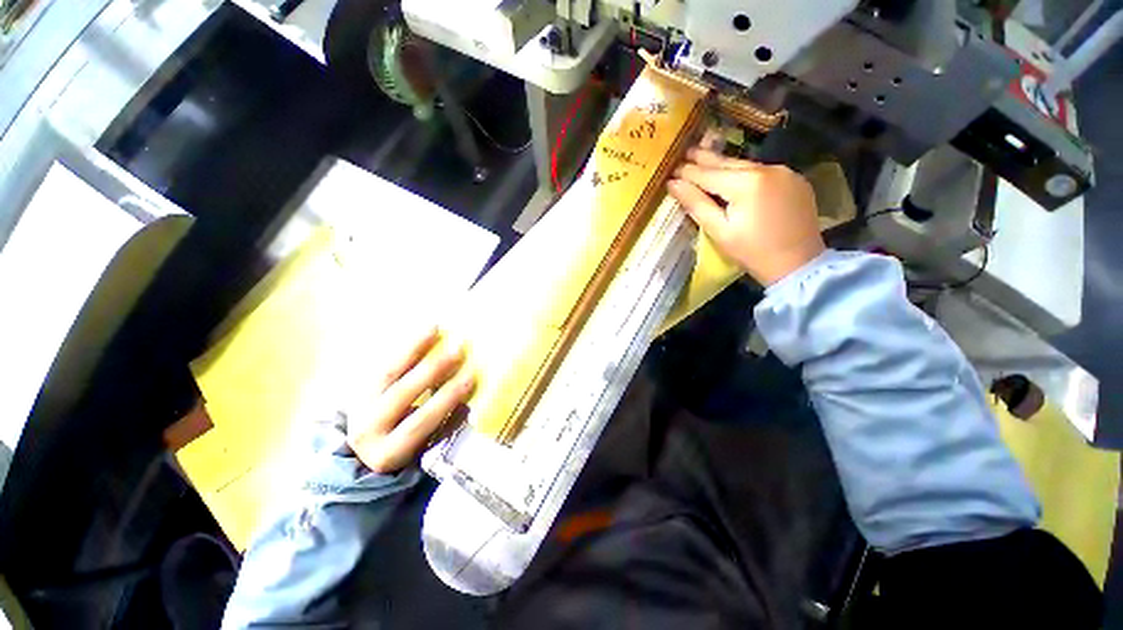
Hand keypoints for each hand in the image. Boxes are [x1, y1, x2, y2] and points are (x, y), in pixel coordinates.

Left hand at [348, 327, 474, 473]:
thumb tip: (472, 402)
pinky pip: (383, 362)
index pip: (419, 423)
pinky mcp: (358, 387)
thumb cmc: (410, 447)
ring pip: (387, 373)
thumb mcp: (424, 447)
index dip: (444, 400)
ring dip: (414, 349)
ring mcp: (358, 406)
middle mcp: (367, 430)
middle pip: (402, 394)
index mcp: (388, 452)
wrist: (366, 446)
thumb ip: (444, 426)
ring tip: (436, 330)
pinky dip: (406, 346)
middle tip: (458, 350)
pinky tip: (426, 331)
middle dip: (433, 370)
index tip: (469, 379)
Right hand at [668, 148, 824, 286]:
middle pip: (727, 163)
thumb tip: (673, 184)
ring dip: (723, 165)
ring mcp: (784, 171)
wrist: (799, 264)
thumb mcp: (719, 231)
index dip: (687, 171)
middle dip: (704, 159)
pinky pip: (761, 171)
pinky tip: (733, 176)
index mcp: (746, 183)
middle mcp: (766, 168)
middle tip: (685, 151)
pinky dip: (743, 172)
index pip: (708, 173)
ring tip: (704, 161)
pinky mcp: (794, 179)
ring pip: (744, 165)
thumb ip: (696, 204)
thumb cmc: (752, 252)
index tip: (670, 168)